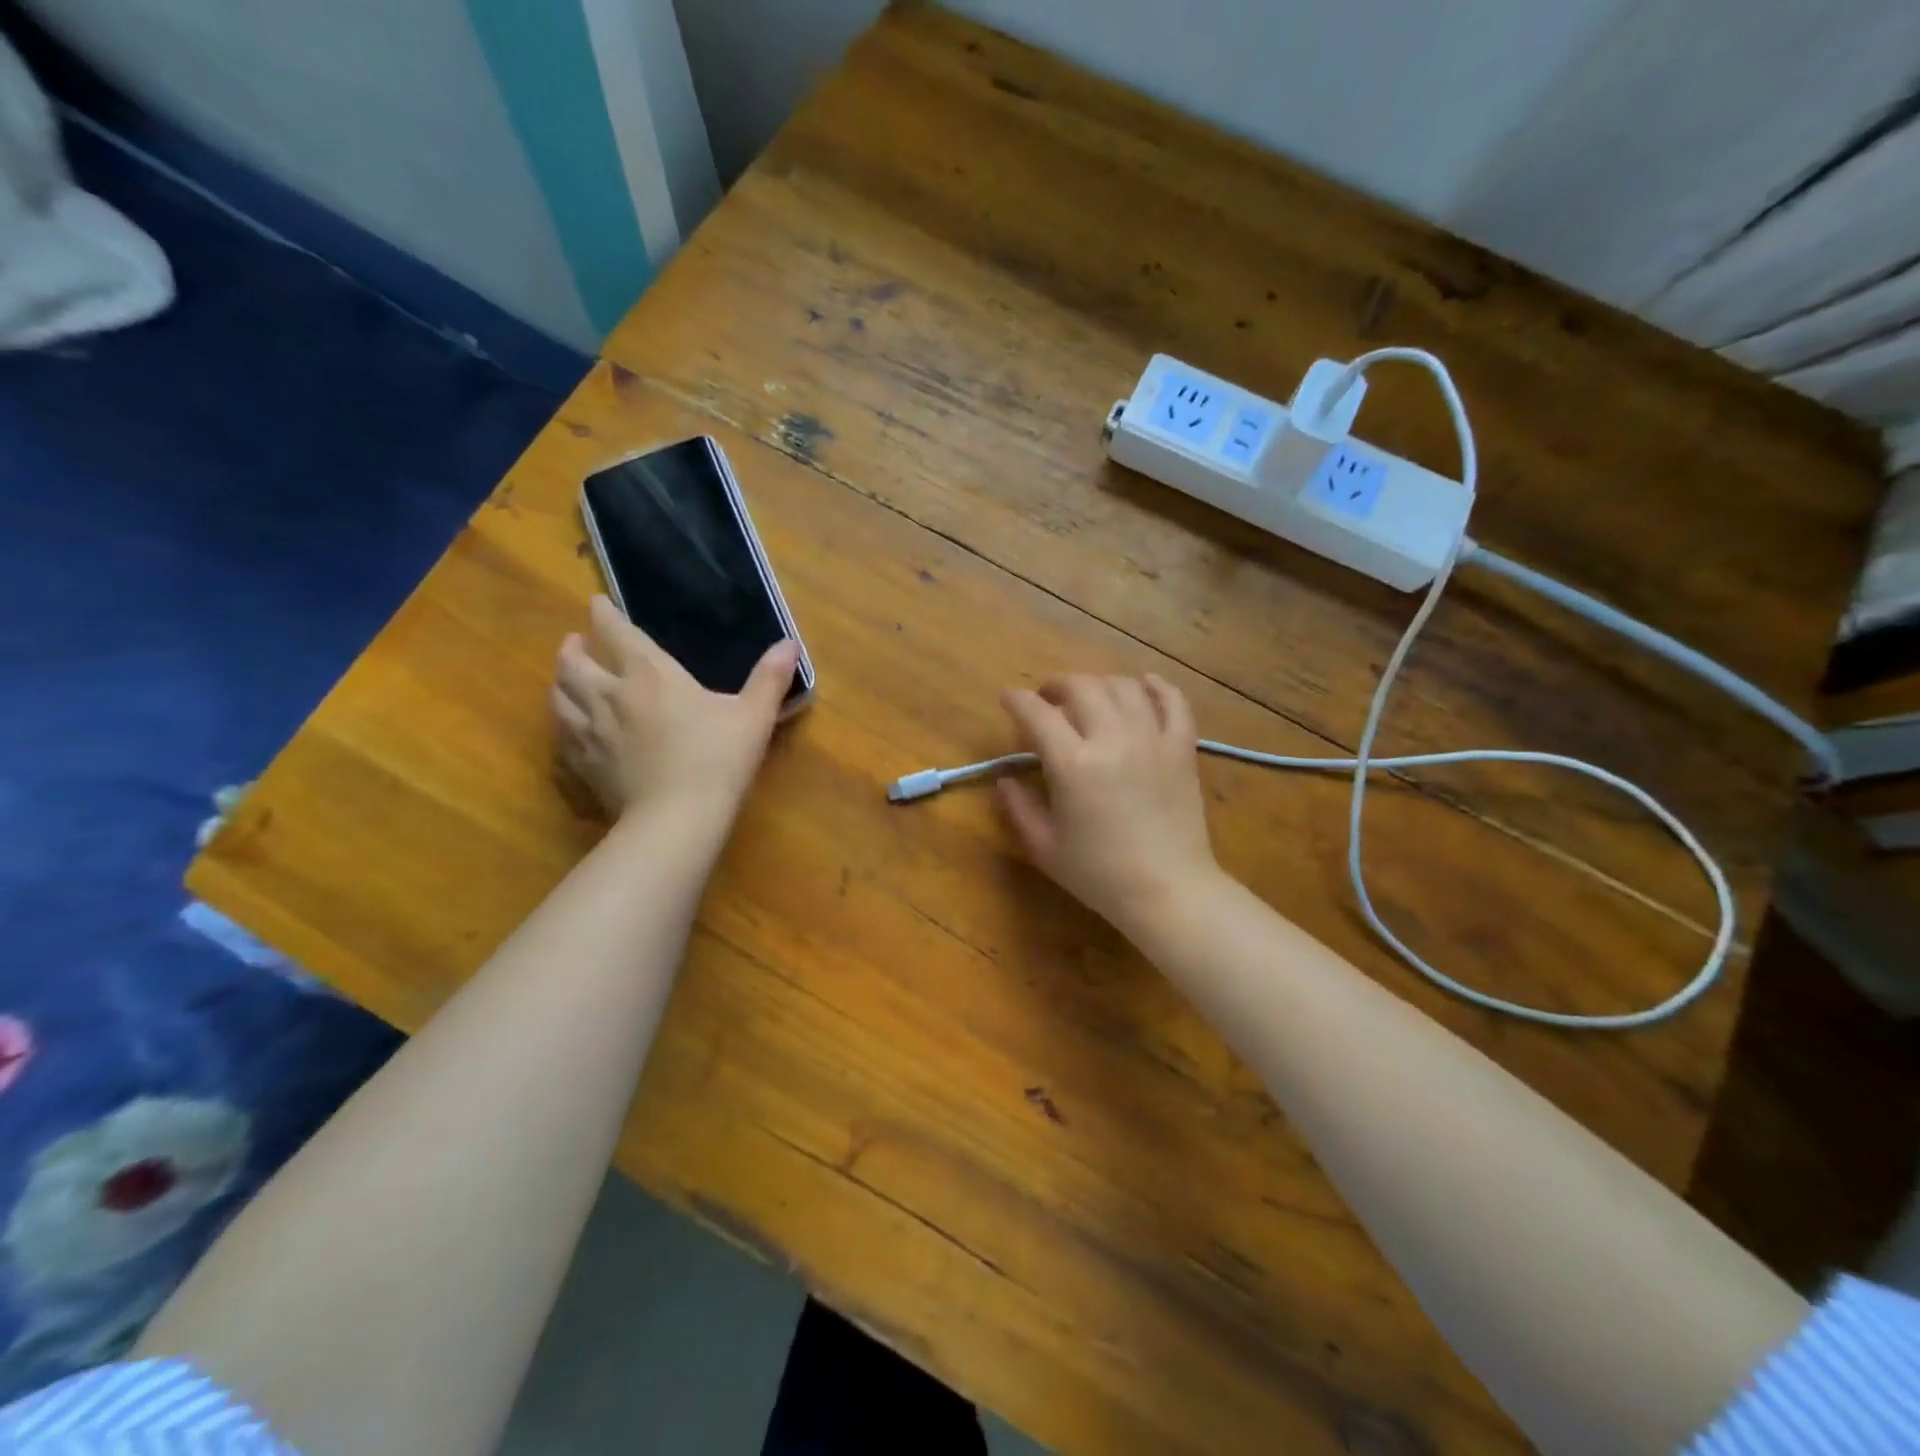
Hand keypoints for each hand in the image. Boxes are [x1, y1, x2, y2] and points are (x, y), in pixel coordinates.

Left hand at [552, 595, 798, 828]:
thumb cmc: (718, 759)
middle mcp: (611, 695)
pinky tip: (571, 729)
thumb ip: (770, 678)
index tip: (596, 602)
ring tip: (568, 679)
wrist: (677, 818)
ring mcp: (591, 732)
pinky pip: (561, 736)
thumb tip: (790, 643)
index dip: (604, 613)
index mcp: (650, 675)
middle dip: (573, 647)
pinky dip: (563, 723)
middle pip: (573, 662)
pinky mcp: (584, 765)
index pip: (616, 632)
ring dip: (560, 681)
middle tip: (576, 643)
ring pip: (559, 696)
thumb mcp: (754, 716)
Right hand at [998, 673, 1220, 938]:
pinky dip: (1157, 686)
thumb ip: (1019, 807)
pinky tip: (1144, 684)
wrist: (1168, 891)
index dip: (1017, 700)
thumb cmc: (1099, 874)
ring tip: (1088, 695)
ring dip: (1099, 683)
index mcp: (1073, 764)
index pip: (1037, 713)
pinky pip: (1174, 702)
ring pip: (1123, 687)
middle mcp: (1112, 739)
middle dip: (1057, 685)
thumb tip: (1004, 779)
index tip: (1008, 699)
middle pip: (1081, 687)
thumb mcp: (1045, 846)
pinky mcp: (1182, 748)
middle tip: (1047, 697)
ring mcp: (1152, 739)